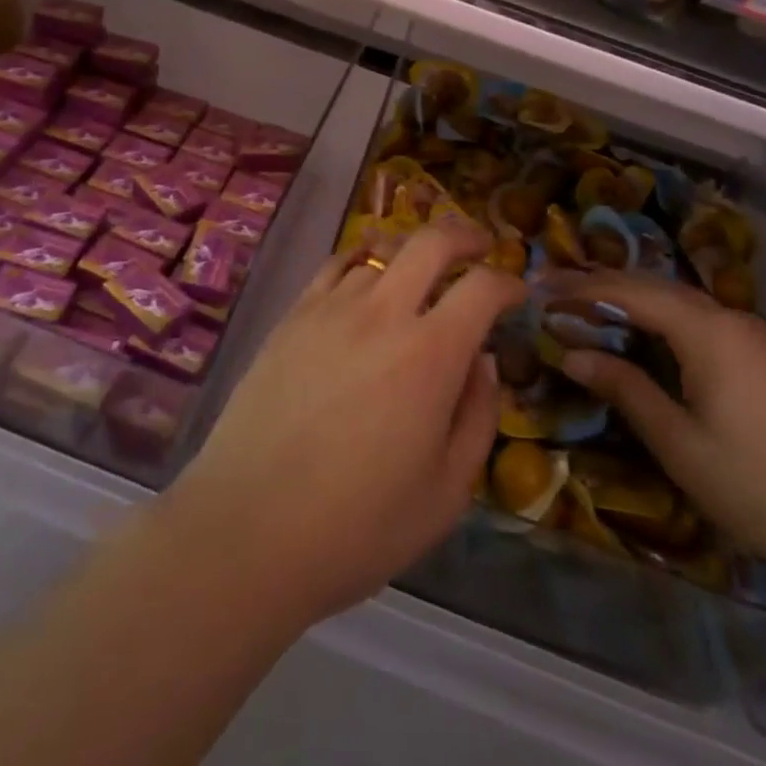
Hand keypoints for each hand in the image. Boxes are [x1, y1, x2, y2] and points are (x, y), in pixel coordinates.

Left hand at [163, 219, 525, 631]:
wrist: (248, 530)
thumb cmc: (359, 526)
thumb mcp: (447, 492)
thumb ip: (478, 416)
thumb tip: (482, 361)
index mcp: (430, 355)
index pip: (482, 288)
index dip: (508, 282)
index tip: (517, 293)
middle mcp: (382, 314)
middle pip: (431, 242)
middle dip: (465, 235)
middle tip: (479, 245)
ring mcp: (330, 308)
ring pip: (381, 255)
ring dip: (410, 261)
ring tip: (417, 283)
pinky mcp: (291, 317)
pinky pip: (334, 267)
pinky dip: (359, 263)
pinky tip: (362, 281)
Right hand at [549, 270, 765, 601]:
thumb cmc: (761, 487)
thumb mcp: (680, 443)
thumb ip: (624, 389)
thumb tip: (571, 352)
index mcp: (706, 329)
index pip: (629, 292)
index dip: (580, 288)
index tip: (537, 288)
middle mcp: (728, 317)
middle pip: (653, 286)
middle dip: (600, 285)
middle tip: (551, 289)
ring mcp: (751, 336)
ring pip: (676, 301)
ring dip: (629, 300)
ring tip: (584, 305)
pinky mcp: (763, 357)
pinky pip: (697, 320)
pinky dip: (657, 318)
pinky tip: (640, 333)